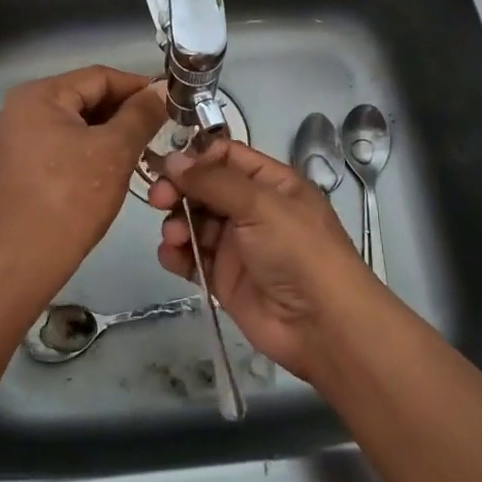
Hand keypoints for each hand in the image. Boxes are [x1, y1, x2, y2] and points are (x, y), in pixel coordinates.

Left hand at [0, 66, 168, 295]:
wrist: (24, 259)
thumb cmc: (71, 197)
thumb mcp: (115, 151)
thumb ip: (142, 114)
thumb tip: (163, 90)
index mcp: (38, 95)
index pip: (99, 76)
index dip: (138, 86)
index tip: (171, 101)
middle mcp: (20, 109)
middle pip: (84, 97)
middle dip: (124, 111)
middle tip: (162, 127)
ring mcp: (15, 139)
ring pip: (74, 123)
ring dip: (109, 132)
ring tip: (144, 147)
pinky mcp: (17, 166)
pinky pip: (61, 144)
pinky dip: (89, 149)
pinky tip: (113, 166)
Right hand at [150, 138, 382, 377]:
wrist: (321, 325)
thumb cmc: (298, 251)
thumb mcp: (260, 205)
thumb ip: (213, 181)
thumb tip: (172, 159)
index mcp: (271, 183)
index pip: (227, 156)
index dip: (198, 158)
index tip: (172, 167)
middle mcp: (253, 209)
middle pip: (205, 188)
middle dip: (179, 190)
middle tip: (159, 199)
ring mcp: (237, 244)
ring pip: (194, 221)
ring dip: (176, 223)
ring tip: (174, 236)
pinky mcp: (223, 277)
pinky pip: (191, 256)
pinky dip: (176, 253)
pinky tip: (171, 255)